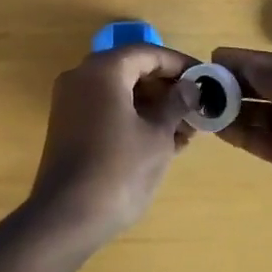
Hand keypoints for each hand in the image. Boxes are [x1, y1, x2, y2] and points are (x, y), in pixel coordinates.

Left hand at [27, 44, 197, 247]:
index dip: (179, 64)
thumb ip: (176, 104)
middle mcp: (82, 77)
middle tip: (196, 107)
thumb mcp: (158, 136)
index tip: (205, 78)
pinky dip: (132, 118)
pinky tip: (161, 142)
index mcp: (104, 69)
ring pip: (120, 92)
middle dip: (166, 88)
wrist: (66, 218)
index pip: (148, 53)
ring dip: (152, 106)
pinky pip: (106, 109)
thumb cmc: (119, 170)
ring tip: (185, 131)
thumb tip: (190, 87)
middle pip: (132, 70)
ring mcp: (71, 102)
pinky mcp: (68, 127)